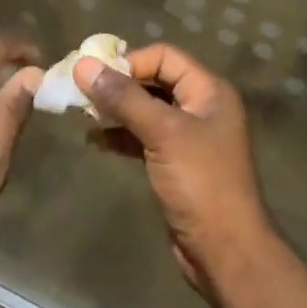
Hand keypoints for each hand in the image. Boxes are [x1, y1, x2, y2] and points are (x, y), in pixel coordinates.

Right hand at [74, 44, 273, 290]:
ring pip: (147, 110)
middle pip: (155, 80)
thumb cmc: (200, 183)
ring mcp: (189, 137)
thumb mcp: (162, 133)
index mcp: (209, 91)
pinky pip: (144, 138)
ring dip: (116, 110)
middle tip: (82, 91)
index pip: (165, 56)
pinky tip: (95, 141)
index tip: (95, 76)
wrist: (225, 251)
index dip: (130, 61)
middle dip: (119, 84)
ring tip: (82, 113)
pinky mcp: (176, 163)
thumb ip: (124, 98)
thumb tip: (83, 65)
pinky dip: (121, 136)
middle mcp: (202, 107)